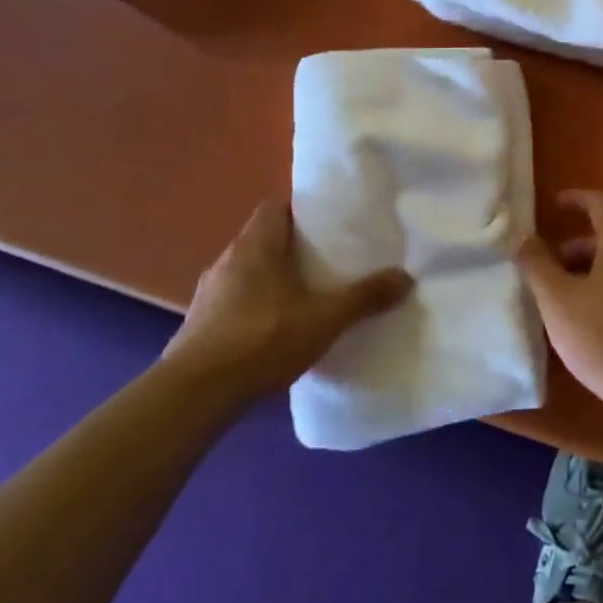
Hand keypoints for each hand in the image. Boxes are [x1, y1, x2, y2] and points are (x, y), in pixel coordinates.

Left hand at [159, 200, 412, 401]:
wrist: (196, 394)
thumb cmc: (262, 339)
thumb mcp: (325, 318)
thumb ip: (365, 297)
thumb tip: (406, 277)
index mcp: (255, 245)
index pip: (275, 208)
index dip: (301, 212)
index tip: (329, 227)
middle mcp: (227, 261)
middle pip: (264, 240)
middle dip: (294, 250)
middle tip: (328, 264)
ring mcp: (209, 295)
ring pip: (248, 274)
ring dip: (273, 282)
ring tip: (305, 299)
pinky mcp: (199, 326)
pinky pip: (235, 304)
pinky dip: (255, 310)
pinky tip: (275, 334)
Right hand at [518, 190, 602, 423]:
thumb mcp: (559, 302)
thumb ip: (538, 265)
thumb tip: (523, 235)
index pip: (600, 203)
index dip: (574, 199)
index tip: (551, 206)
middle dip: (572, 248)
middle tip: (542, 270)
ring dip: (585, 274)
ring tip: (557, 303)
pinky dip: (602, 293)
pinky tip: (585, 326)